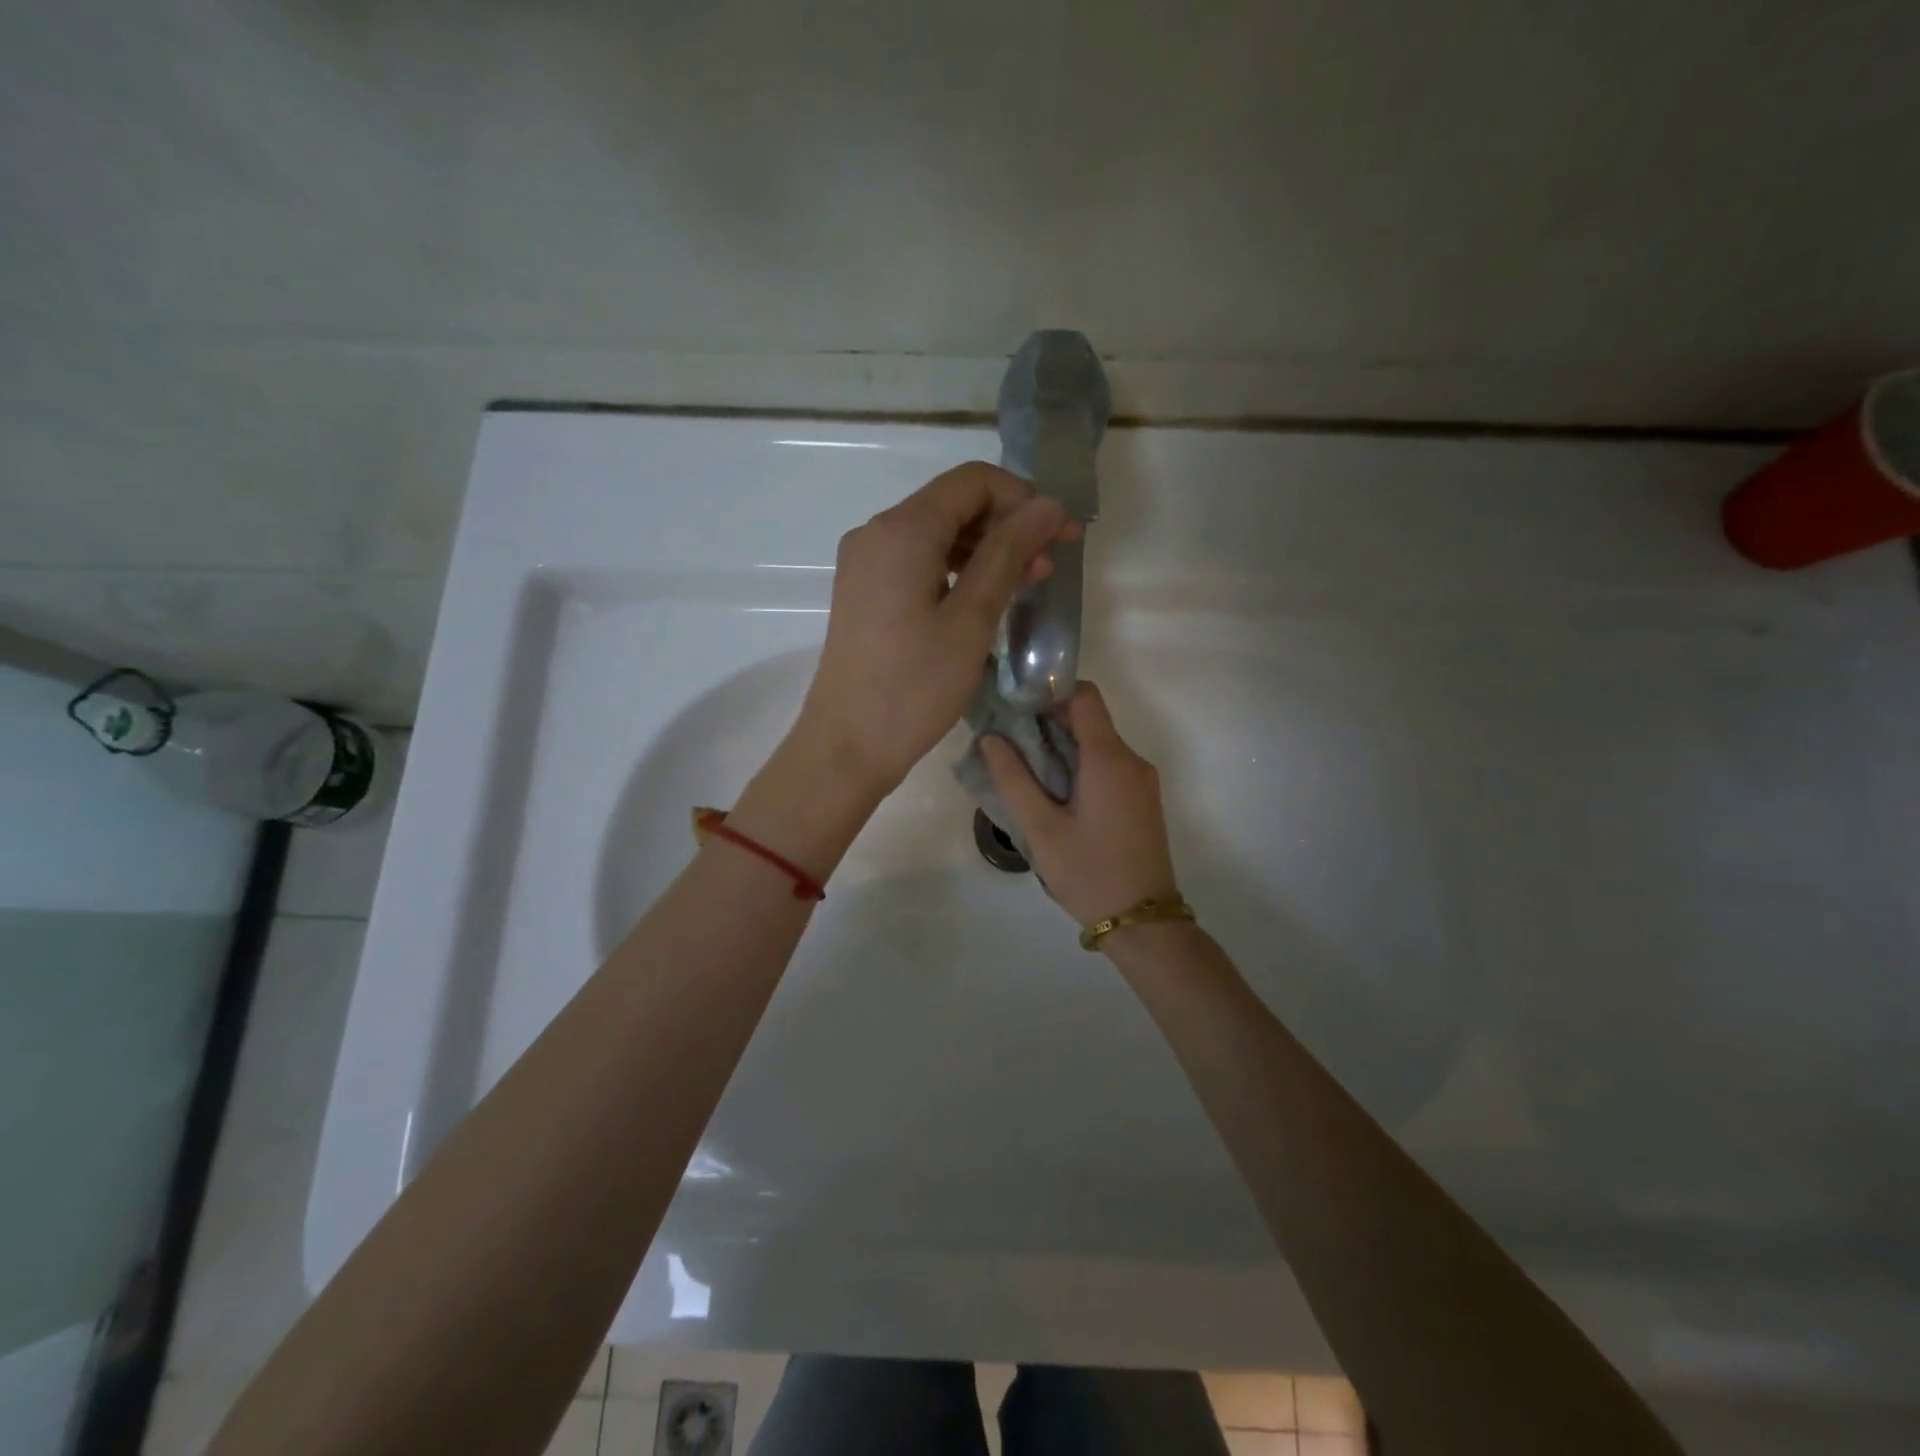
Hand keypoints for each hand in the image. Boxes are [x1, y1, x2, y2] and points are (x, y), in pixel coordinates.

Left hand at [792, 463, 1074, 797]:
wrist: (847, 746)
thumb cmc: (913, 687)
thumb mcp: (971, 619)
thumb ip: (1008, 554)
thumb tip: (1047, 506)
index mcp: (901, 530)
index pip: (973, 481)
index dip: (1024, 499)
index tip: (1060, 535)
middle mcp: (876, 534)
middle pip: (953, 504)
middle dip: (1008, 525)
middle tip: (1051, 564)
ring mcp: (866, 564)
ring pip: (937, 535)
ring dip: (986, 551)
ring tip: (1027, 585)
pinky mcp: (865, 593)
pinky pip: (918, 564)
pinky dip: (957, 572)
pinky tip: (986, 600)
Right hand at [981, 682, 1179, 927]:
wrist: (1143, 921)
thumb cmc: (1088, 872)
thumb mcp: (1040, 828)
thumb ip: (1013, 778)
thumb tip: (991, 737)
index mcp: (1109, 758)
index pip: (1084, 696)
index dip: (1050, 693)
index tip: (1017, 711)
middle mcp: (1132, 760)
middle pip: (1090, 719)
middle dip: (1048, 722)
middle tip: (1009, 744)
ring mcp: (1142, 781)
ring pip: (1099, 744)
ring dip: (1063, 747)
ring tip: (1026, 772)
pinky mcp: (1143, 800)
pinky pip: (1109, 766)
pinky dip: (1080, 766)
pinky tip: (1055, 794)